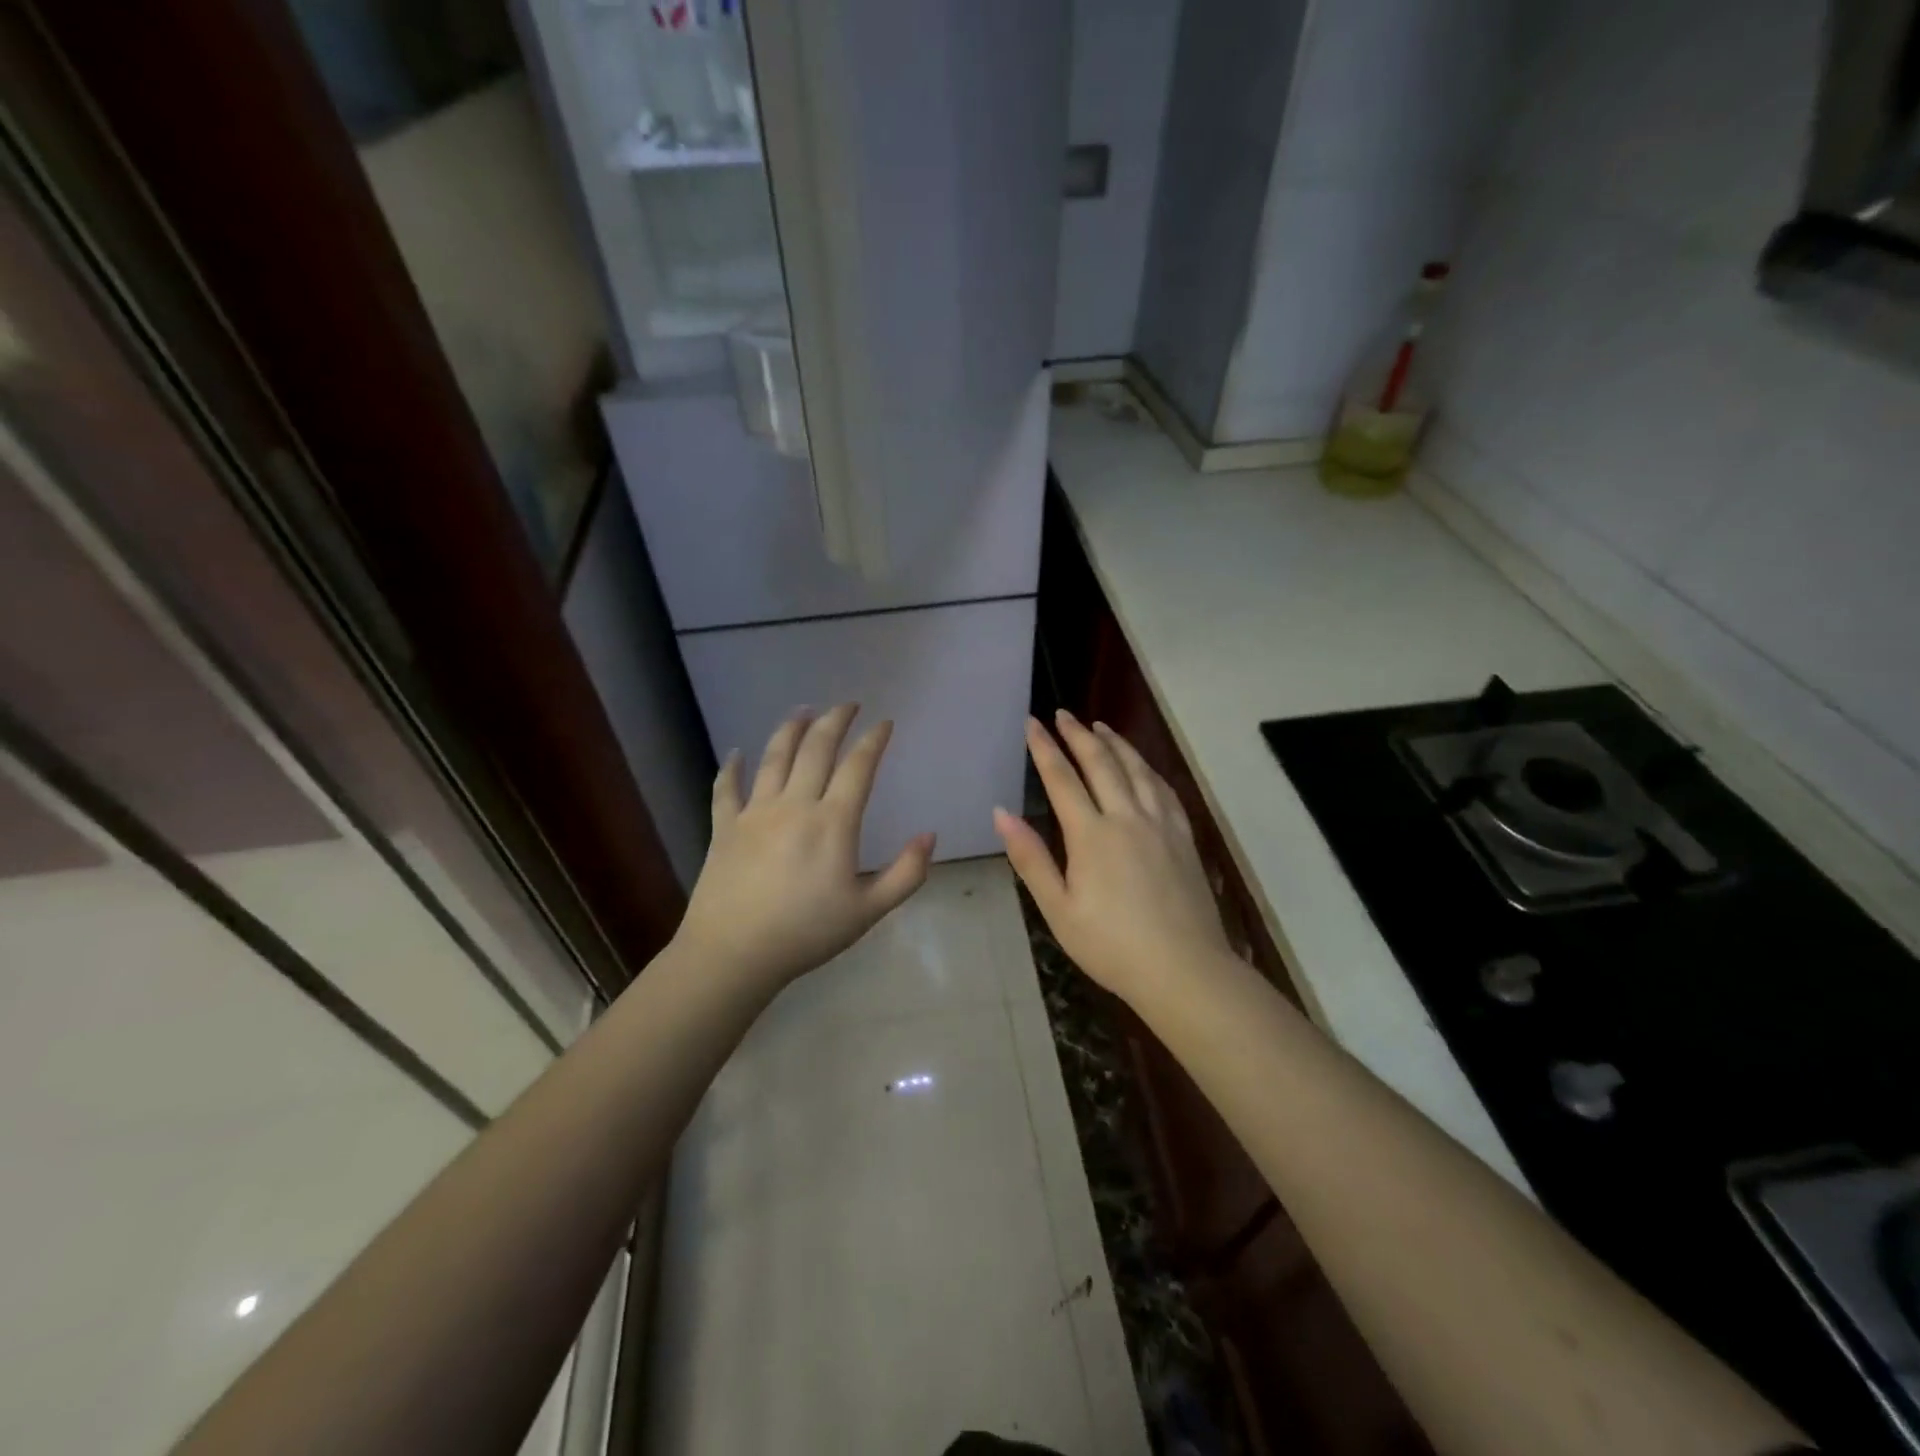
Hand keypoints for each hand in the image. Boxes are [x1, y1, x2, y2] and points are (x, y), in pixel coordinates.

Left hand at [675, 704, 935, 991]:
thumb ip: (906, 873)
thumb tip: (930, 836)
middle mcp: (794, 805)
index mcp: (833, 822)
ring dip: (790, 729)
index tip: (884, 723)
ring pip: (774, 758)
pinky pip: (726, 789)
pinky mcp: (724, 827)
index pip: (858, 767)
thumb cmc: (806, 933)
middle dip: (835, 720)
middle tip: (848, 704)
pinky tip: (736, 754)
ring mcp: (755, 812)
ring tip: (802, 710)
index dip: (874, 740)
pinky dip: (731, 768)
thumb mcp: (869, 911)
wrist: (734, 954)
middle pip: (816, 749)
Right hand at [994, 710, 1233, 1005]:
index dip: (1044, 747)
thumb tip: (1002, 813)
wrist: (1184, 969)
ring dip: (1115, 743)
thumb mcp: (1058, 909)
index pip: (1062, 778)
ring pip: (1136, 769)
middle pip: (1101, 763)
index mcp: (1092, 835)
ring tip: (1100, 726)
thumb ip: (1030, 858)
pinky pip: (1164, 789)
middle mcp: (1127, 817)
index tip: (1031, 723)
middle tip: (1063, 714)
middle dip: (1078, 735)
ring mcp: (1161, 824)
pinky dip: (1148, 768)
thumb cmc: (1111, 946)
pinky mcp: (1183, 836)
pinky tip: (1143, 766)